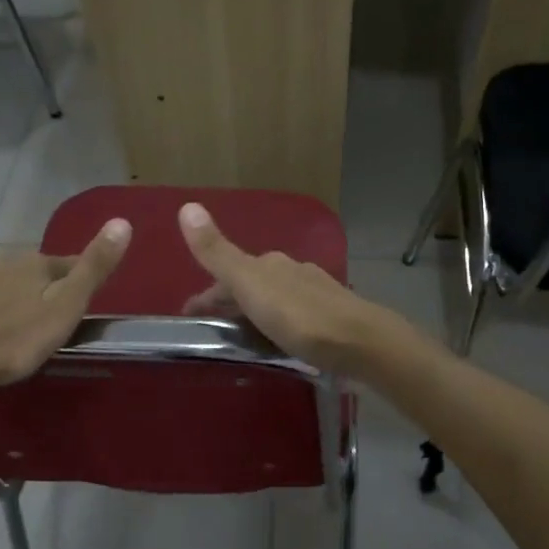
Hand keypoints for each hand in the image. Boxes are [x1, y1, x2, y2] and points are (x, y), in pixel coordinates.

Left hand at [0, 220, 130, 400]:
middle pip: (32, 269)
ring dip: (5, 279)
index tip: (85, 294)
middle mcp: (6, 260)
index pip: (69, 265)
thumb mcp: (65, 310)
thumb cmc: (12, 342)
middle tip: (45, 307)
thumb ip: (93, 269)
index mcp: (39, 268)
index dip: (80, 277)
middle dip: (41, 282)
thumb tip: (123, 221)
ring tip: (8, 301)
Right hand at [178, 202, 404, 374]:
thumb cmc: (299, 315)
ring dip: (255, 314)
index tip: (189, 315)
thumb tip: (187, 205)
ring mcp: (314, 294)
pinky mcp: (331, 318)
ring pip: (274, 300)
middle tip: (212, 331)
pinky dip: (279, 326)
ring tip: (242, 341)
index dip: (206, 293)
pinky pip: (294, 317)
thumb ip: (217, 252)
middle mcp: (292, 272)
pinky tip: (280, 342)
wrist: (361, 342)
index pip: (228, 272)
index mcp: (269, 264)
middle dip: (230, 302)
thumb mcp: (249, 284)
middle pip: (252, 285)